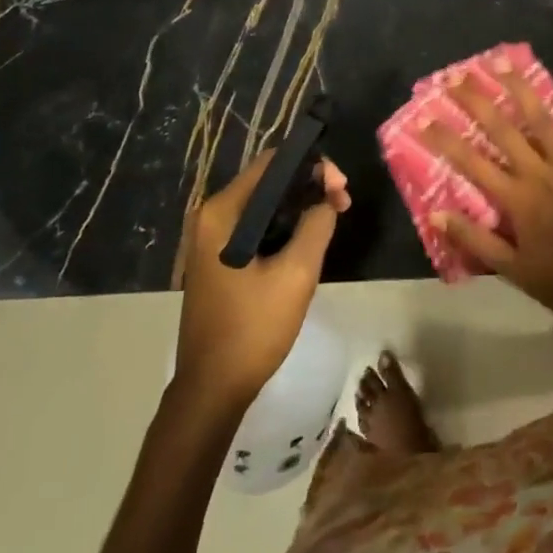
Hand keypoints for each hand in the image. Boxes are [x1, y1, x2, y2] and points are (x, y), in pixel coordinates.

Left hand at [175, 154, 349, 412]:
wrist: (212, 389)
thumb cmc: (253, 329)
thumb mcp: (296, 274)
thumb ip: (316, 225)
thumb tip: (327, 198)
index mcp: (222, 212)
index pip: (272, 163)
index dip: (312, 166)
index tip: (341, 188)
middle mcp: (210, 215)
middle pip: (268, 181)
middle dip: (309, 186)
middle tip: (342, 204)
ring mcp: (210, 237)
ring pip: (263, 204)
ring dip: (298, 206)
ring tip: (331, 218)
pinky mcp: (217, 257)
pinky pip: (255, 225)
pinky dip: (282, 225)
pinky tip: (306, 239)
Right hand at [423, 70, 552, 339]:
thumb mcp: (512, 270)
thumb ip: (475, 239)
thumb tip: (437, 214)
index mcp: (517, 199)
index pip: (472, 162)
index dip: (446, 139)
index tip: (424, 117)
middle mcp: (540, 173)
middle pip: (503, 130)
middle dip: (477, 101)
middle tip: (457, 76)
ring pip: (543, 120)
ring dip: (521, 89)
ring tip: (504, 62)